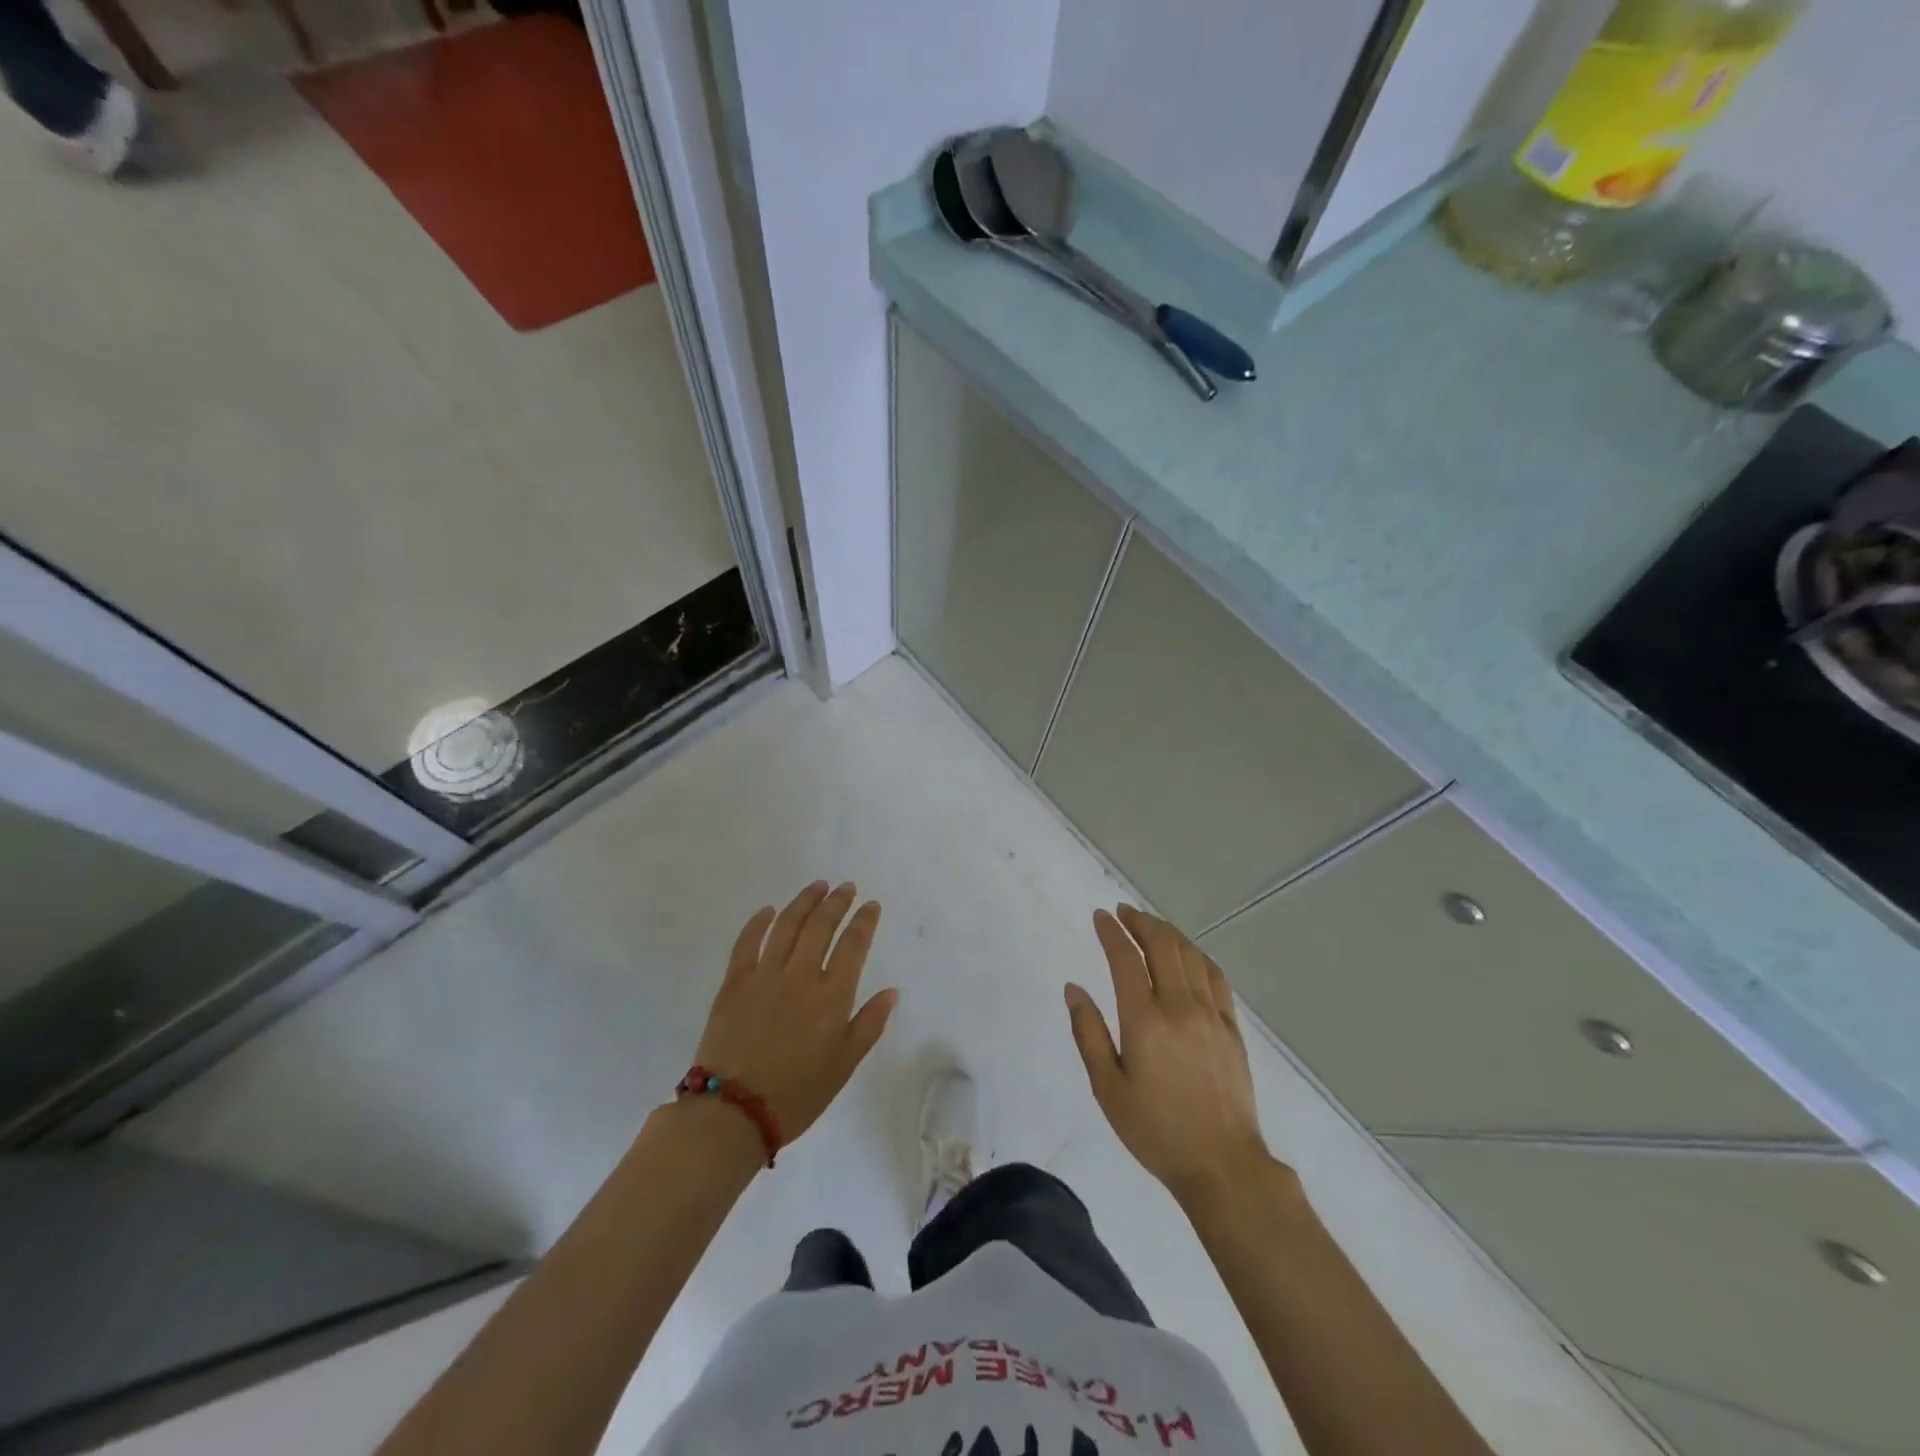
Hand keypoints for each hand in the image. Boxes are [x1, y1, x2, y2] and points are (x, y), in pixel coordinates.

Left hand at [692, 882, 897, 1145]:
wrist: (733, 1112)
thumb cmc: (797, 1094)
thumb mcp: (844, 1066)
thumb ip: (869, 1024)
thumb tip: (891, 992)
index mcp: (831, 996)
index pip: (853, 945)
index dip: (864, 921)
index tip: (871, 905)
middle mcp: (800, 976)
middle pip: (821, 926)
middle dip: (836, 902)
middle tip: (846, 887)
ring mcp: (764, 975)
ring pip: (786, 925)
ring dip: (803, 902)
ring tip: (816, 887)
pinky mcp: (734, 983)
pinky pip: (746, 942)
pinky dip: (758, 922)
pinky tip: (768, 910)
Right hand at [1067, 905, 1269, 1208]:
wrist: (1222, 1165)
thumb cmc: (1155, 1130)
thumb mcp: (1108, 1088)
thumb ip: (1088, 1033)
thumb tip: (1074, 989)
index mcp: (1144, 1020)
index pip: (1125, 959)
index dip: (1111, 932)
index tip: (1100, 916)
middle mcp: (1180, 1006)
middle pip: (1162, 946)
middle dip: (1141, 922)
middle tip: (1124, 913)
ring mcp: (1211, 1015)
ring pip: (1191, 955)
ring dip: (1168, 933)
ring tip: (1151, 926)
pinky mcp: (1232, 1028)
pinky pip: (1216, 977)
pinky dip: (1198, 955)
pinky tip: (1190, 955)